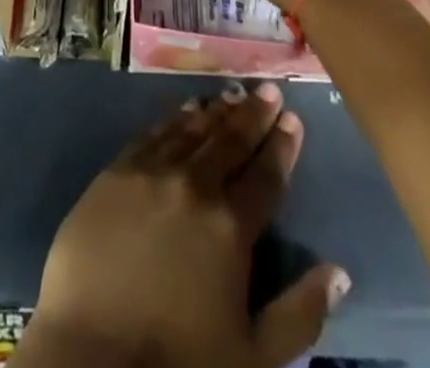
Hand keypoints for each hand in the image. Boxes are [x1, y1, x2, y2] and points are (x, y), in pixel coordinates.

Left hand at [24, 84, 348, 367]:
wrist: (91, 355)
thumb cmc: (179, 362)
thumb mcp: (255, 357)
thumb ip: (300, 313)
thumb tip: (338, 271)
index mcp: (230, 226)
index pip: (264, 176)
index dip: (281, 146)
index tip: (293, 119)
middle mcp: (192, 185)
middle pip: (229, 141)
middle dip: (252, 114)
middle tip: (268, 89)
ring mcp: (150, 173)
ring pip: (190, 130)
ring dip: (215, 111)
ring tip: (232, 94)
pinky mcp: (114, 173)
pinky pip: (151, 134)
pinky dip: (173, 119)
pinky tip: (184, 110)